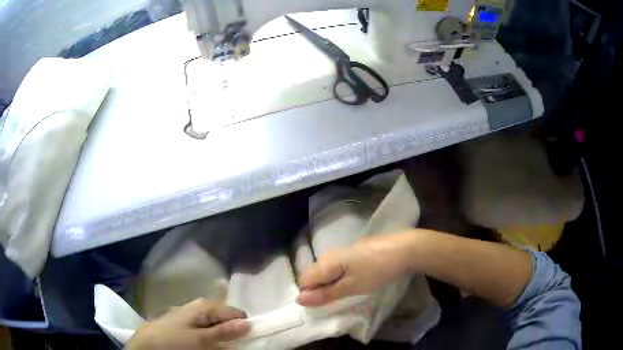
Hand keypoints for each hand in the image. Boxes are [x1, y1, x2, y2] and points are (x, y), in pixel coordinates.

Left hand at [127, 298, 250, 349]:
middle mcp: (200, 306)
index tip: (245, 341)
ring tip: (218, 347)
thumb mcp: (201, 340)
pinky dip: (211, 337)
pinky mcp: (187, 323)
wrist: (147, 344)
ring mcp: (192, 314)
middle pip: (226, 318)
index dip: (243, 326)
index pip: (236, 313)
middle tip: (230, 346)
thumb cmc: (174, 340)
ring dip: (221, 336)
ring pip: (216, 324)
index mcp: (205, 306)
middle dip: (232, 331)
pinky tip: (207, 345)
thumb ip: (224, 332)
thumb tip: (249, 323)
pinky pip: (206, 329)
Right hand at [296, 231, 416, 306]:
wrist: (404, 248)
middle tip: (337, 299)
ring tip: (346, 292)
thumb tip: (299, 299)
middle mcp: (329, 254)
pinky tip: (355, 279)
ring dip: (330, 283)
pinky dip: (340, 275)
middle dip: (319, 288)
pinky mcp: (353, 250)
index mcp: (326, 262)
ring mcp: (342, 250)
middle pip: (313, 274)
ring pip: (325, 270)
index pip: (303, 280)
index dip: (310, 294)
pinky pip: (337, 265)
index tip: (325, 304)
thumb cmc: (377, 270)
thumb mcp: (351, 287)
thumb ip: (325, 294)